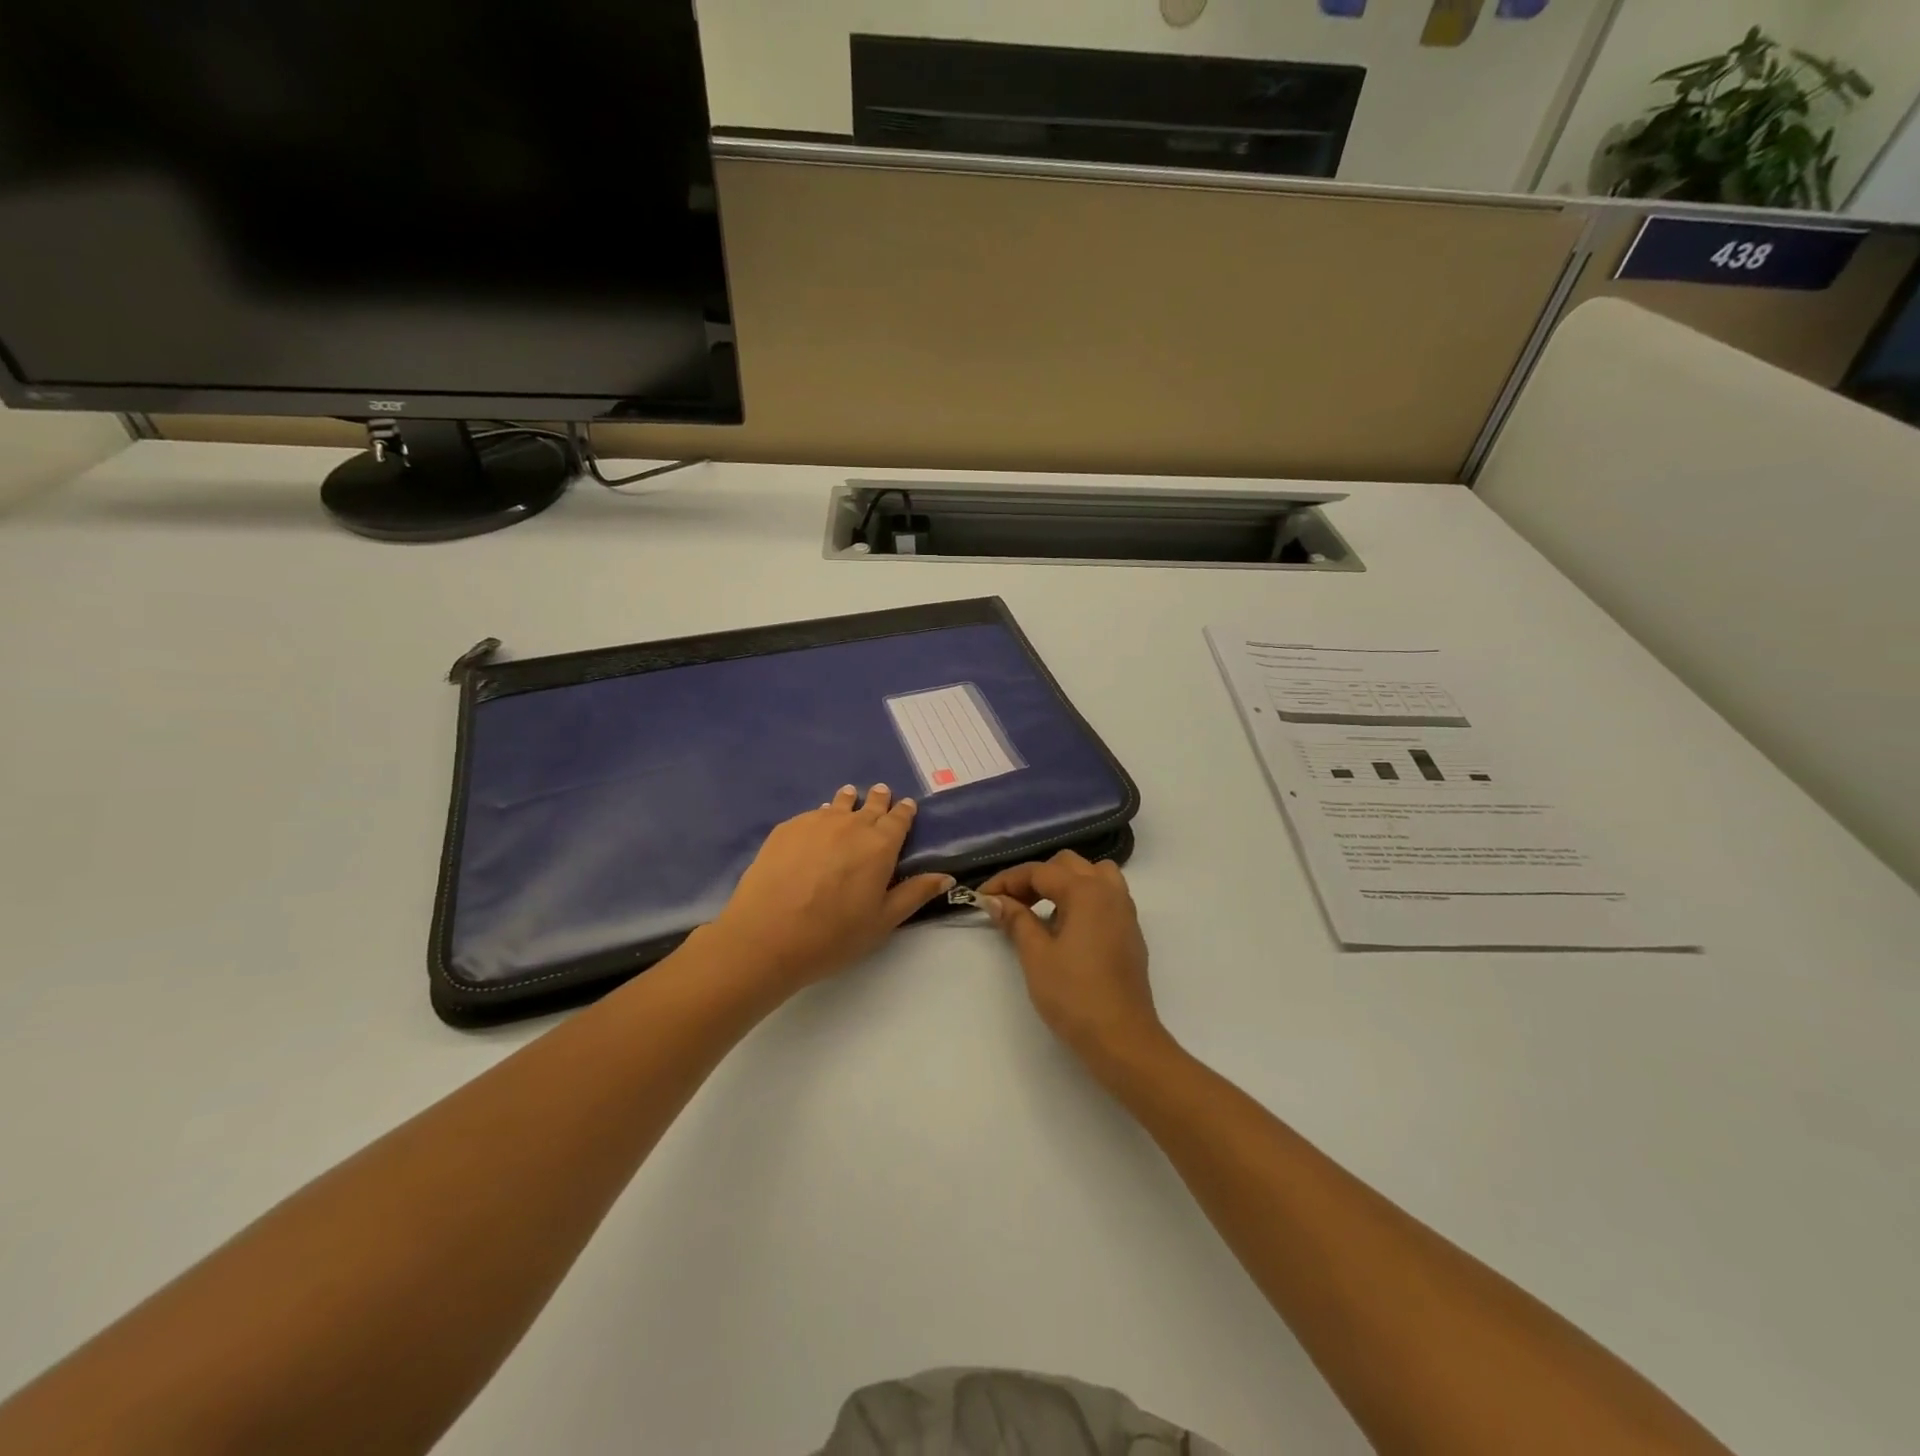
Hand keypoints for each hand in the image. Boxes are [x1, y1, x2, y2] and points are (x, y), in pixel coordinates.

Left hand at [705, 784, 952, 992]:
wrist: (767, 936)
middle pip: (870, 805)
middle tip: (881, 793)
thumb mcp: (882, 921)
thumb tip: (946, 877)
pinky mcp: (786, 828)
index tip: (907, 805)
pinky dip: (821, 816)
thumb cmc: (833, 935)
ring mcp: (816, 823)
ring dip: (849, 800)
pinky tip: (816, 824)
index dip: (904, 811)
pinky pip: (811, 815)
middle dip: (879, 799)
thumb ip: (914, 894)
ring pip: (839, 804)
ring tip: (850, 796)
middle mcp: (851, 825)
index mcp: (880, 845)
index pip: (898, 819)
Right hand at [977, 851, 1170, 1078]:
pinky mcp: (1130, 932)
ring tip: (1041, 909)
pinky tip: (1065, 927)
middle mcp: (1109, 891)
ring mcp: (1125, 911)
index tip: (983, 897)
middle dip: (1035, 878)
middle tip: (1010, 903)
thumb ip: (1016, 920)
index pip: (1040, 872)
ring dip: (1064, 883)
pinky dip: (1082, 898)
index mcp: (1086, 891)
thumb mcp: (1036, 955)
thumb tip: (995, 900)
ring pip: (1092, 875)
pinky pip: (1105, 896)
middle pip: (1068, 865)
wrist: (1122, 1038)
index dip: (1007, 881)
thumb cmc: (1074, 995)